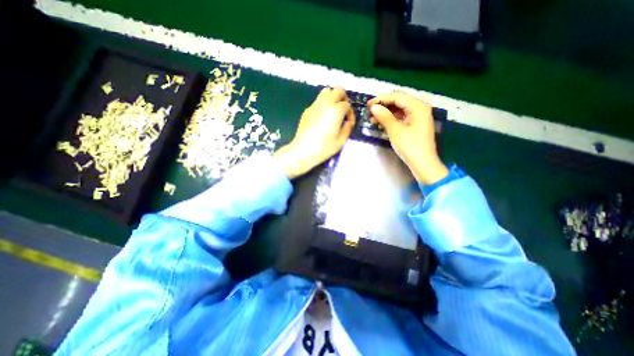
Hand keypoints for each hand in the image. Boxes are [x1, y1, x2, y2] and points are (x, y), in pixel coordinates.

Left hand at [275, 87, 354, 177]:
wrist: (303, 151)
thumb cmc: (323, 147)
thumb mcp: (341, 141)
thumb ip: (347, 128)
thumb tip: (348, 122)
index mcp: (336, 111)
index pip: (347, 105)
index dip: (350, 113)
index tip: (349, 122)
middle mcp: (325, 104)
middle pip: (338, 90)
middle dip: (343, 98)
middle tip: (343, 111)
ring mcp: (315, 105)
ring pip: (326, 91)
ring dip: (333, 97)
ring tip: (333, 111)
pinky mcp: (307, 110)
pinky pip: (318, 100)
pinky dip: (323, 104)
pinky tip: (322, 117)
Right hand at [364, 92, 446, 184]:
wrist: (422, 163)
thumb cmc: (410, 146)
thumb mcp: (395, 130)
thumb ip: (384, 116)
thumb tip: (373, 107)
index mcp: (418, 106)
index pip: (397, 97)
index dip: (381, 99)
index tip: (368, 104)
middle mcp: (419, 108)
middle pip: (398, 102)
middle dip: (383, 106)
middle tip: (369, 112)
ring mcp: (417, 117)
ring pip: (398, 111)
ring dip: (385, 114)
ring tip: (372, 119)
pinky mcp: (414, 125)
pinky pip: (400, 118)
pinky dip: (390, 120)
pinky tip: (380, 124)